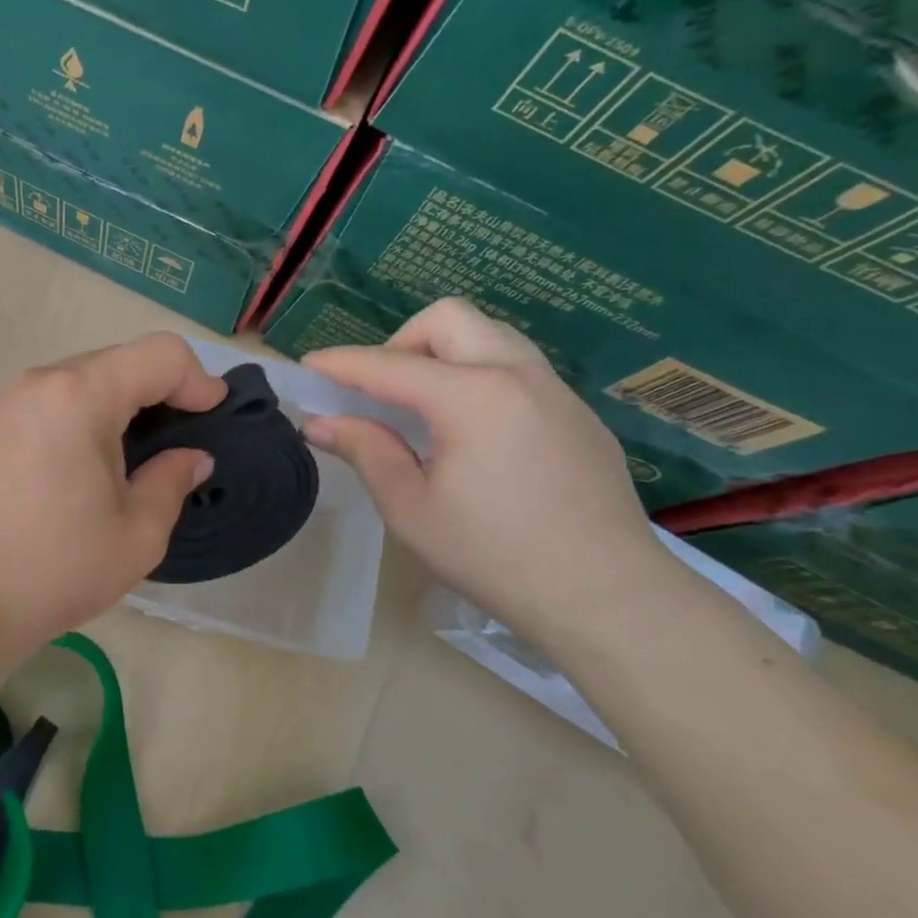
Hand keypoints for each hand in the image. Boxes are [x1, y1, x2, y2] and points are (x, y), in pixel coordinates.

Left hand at [0, 333, 224, 655]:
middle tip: (164, 447)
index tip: (210, 414)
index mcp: (80, 396)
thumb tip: (190, 457)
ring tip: (107, 469)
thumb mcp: (135, 536)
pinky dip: (59, 427)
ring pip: (66, 386)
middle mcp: (33, 383)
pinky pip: (29, 410)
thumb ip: (171, 482)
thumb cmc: (51, 570)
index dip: (196, 378)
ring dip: (101, 412)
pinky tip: (53, 480)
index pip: (159, 354)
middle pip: (110, 364)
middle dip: (149, 395)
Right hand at [302, 298, 667, 645]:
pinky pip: (518, 368)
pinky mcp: (577, 415)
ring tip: (424, 406)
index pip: (390, 365)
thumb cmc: (495, 557)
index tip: (308, 367)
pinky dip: (479, 376)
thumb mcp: (411, 510)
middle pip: (448, 319)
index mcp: (473, 397)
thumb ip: (366, 452)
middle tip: (381, 391)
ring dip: (444, 353)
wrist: (609, 598)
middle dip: (401, 341)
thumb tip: (321, 423)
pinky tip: (473, 434)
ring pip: (489, 336)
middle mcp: (518, 375)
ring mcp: (556, 392)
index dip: (342, 364)